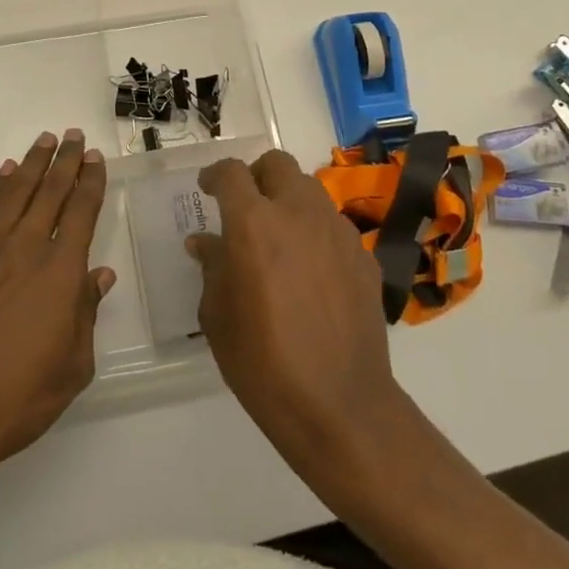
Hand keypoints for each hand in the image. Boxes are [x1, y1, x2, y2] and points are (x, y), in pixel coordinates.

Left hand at [0, 130, 114, 488]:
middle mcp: (24, 248)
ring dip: (32, 163)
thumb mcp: (72, 367)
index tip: (96, 159)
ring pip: (14, 192)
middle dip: (66, 160)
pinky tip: (4, 174)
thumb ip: (86, 314)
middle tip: (74, 136)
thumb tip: (98, 276)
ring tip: (45, 141)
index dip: (91, 181)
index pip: (81, 212)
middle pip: (50, 191)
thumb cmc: (16, 399)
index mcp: (59, 273)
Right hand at [188, 150, 407, 469]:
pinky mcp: (362, 256)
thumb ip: (212, 268)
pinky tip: (311, 271)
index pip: (231, 172)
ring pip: (309, 189)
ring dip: (289, 200)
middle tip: (246, 205)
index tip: (208, 190)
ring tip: (279, 237)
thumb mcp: (218, 316)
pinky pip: (333, 225)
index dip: (215, 175)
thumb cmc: (263, 363)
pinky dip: (316, 232)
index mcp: (253, 223)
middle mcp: (297, 213)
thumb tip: (206, 242)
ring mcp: (336, 231)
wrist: (339, 405)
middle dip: (257, 175)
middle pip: (277, 164)